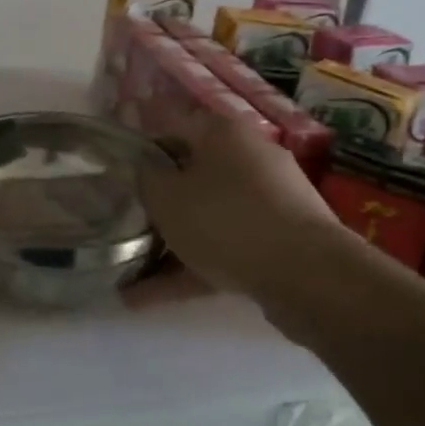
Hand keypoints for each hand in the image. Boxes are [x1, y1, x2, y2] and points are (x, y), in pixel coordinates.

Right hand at [138, 115, 351, 301]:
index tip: (116, 171)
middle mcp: (249, 158)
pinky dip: (191, 270)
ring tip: (127, 275)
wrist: (308, 275)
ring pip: (208, 218)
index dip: (141, 147)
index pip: (171, 126)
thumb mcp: (166, 195)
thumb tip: (144, 168)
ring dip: (169, 246)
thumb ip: (145, 177)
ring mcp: (269, 202)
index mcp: (222, 133)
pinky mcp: (279, 242)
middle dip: (157, 203)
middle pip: (191, 174)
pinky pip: (225, 249)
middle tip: (125, 222)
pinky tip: (148, 299)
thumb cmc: (225, 220)